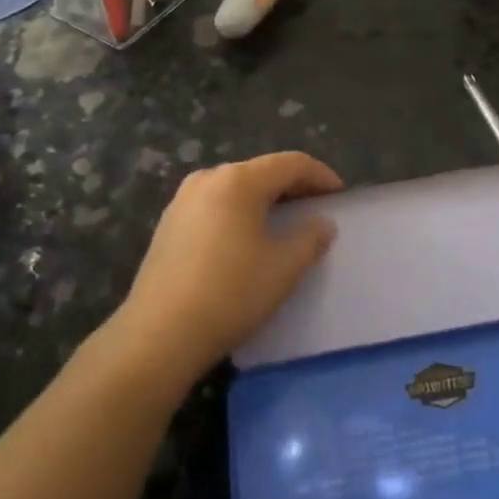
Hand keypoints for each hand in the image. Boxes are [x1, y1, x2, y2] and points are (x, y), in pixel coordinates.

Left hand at [107, 151, 342, 391]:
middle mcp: (208, 179)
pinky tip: (245, 239)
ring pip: (235, 188)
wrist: (159, 334)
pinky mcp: (168, 224)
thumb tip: (321, 223)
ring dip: (264, 199)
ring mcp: (182, 200)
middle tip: (315, 208)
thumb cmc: (231, 294)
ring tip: (283, 222)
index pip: (290, 163)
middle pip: (261, 171)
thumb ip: (310, 238)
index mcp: (238, 181)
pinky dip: (238, 212)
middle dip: (292, 186)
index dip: (320, 175)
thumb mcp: (284, 268)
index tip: (339, 195)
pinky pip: (214, 205)